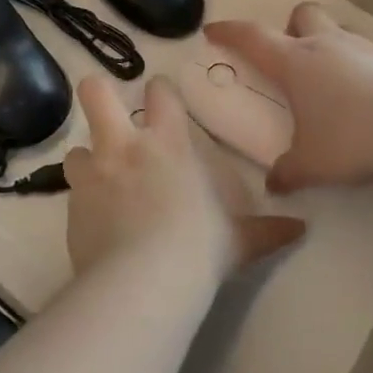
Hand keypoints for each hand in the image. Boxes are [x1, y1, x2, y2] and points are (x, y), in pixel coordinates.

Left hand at [64, 76, 305, 281]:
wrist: (145, 282)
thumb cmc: (199, 249)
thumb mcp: (239, 240)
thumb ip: (266, 230)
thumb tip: (300, 229)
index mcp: (167, 143)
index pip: (159, 93)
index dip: (158, 90)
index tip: (160, 96)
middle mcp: (124, 148)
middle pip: (95, 93)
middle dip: (97, 93)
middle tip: (104, 107)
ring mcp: (93, 175)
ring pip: (76, 150)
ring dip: (87, 161)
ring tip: (98, 180)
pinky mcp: (71, 208)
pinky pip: (72, 195)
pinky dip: (82, 203)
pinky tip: (94, 224)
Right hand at [205, 3, 372, 194]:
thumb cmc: (354, 137)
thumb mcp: (313, 164)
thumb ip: (289, 172)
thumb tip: (274, 184)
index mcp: (296, 63)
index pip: (252, 38)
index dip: (230, 32)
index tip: (213, 31)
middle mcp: (326, 46)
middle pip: (302, 15)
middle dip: (291, 29)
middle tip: (291, 58)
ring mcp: (364, 49)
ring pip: (337, 31)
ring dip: (327, 47)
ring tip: (330, 85)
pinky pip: (367, 55)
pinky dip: (360, 69)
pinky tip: (367, 100)